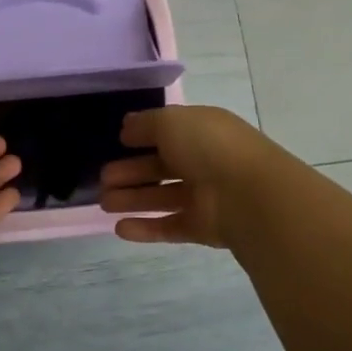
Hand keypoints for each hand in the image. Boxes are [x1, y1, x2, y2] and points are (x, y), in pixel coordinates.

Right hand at [99, 105, 267, 247]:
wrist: (249, 195)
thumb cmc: (208, 147)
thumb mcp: (170, 121)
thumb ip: (144, 124)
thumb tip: (126, 127)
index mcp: (202, 131)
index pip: (168, 132)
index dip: (142, 137)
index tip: (117, 143)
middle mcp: (204, 162)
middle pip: (161, 167)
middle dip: (130, 172)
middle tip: (103, 179)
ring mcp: (204, 196)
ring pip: (162, 197)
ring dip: (132, 199)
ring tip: (104, 203)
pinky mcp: (202, 228)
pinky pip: (169, 226)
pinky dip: (145, 227)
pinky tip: (120, 229)